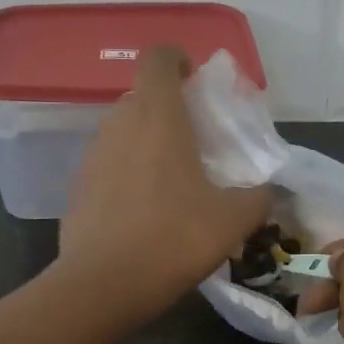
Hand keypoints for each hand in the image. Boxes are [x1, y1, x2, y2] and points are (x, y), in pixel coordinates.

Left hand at [59, 47, 273, 318]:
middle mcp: (119, 125)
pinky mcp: (77, 187)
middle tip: (194, 140)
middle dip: (167, 108)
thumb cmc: (173, 239)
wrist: (103, 285)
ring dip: (146, 142)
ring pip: (122, 132)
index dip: (177, 59)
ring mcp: (92, 156)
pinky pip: (107, 165)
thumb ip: (257, 198)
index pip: (159, 58)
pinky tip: (143, 210)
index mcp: (158, 117)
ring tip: (171, 179)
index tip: (195, 81)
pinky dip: (126, 173)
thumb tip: (266, 191)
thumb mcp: (233, 221)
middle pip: (141, 96)